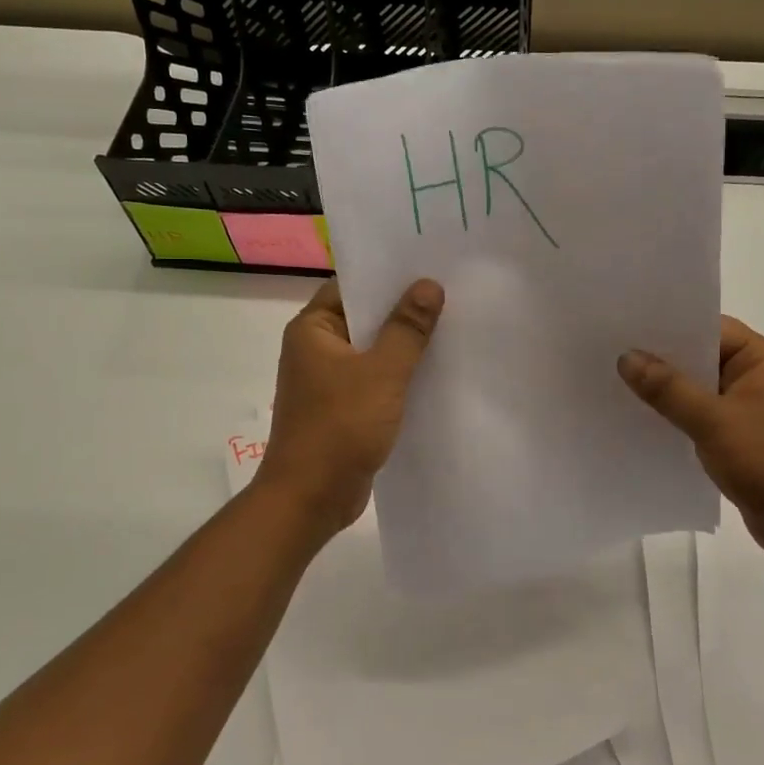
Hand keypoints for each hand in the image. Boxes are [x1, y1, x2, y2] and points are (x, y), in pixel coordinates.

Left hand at [258, 277, 444, 537]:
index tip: (428, 265)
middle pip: (365, 317)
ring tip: (452, 325)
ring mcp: (329, 380)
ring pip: (373, 350)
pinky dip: (400, 373)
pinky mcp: (344, 407)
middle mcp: (317, 348)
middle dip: (404, 309)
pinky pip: (376, 378)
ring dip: (405, 343)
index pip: (351, 286)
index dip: (388, 275)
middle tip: (451, 292)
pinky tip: (436, 370)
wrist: (311, 499)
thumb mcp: (382, 373)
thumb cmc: (339, 427)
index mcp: (313, 330)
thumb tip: (428, 285)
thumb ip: (407, 328)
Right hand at [618, 317, 763, 562]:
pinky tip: (640, 420)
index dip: (667, 326)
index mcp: (761, 358)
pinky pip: (699, 416)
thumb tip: (626, 357)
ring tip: (615, 384)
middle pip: (699, 356)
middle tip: (610, 353)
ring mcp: (747, 408)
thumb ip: (668, 389)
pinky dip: (675, 416)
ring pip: (697, 389)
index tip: (624, 326)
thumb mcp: (713, 422)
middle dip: (659, 359)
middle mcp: (755, 376)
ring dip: (665, 391)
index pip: (708, 328)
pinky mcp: (739, 437)